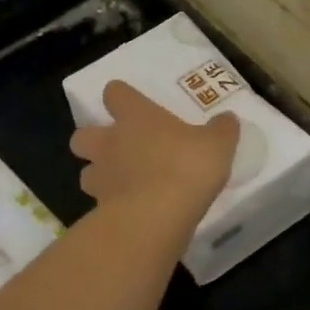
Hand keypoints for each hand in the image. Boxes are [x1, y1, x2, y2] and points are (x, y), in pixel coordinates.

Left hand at [70, 80, 238, 221]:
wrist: (156, 216)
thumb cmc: (186, 167)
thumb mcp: (217, 145)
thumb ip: (222, 130)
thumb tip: (228, 119)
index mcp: (135, 117)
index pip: (114, 93)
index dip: (120, 96)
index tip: (131, 103)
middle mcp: (110, 142)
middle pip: (81, 134)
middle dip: (93, 139)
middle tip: (117, 148)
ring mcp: (101, 176)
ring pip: (86, 171)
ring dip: (99, 175)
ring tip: (121, 184)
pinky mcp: (99, 209)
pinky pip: (99, 203)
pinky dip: (110, 205)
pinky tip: (132, 212)